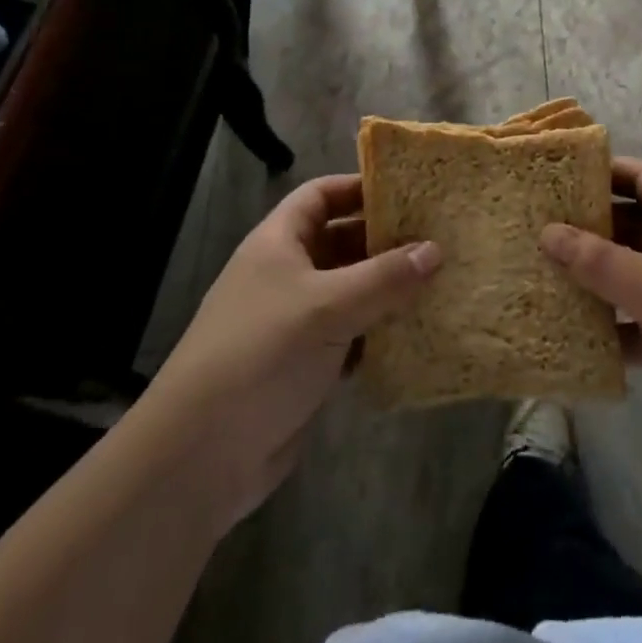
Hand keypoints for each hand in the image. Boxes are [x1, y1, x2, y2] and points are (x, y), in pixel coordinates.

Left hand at [144, 175, 439, 529]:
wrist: (201, 455)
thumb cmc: (262, 354)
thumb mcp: (328, 307)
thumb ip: (384, 278)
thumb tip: (436, 250)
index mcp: (279, 242)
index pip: (321, 195)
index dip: (360, 186)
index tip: (409, 190)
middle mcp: (286, 274)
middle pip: (341, 241)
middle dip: (385, 240)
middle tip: (438, 238)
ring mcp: (294, 321)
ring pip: (350, 291)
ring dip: (387, 289)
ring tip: (440, 282)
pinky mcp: (304, 365)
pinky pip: (351, 335)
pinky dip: (378, 332)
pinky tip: (416, 334)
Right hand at [541, 156, 641, 476]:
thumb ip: (600, 261)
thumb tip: (545, 231)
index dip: (606, 171)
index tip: (559, 172)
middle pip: (629, 226)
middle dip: (586, 226)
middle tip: (534, 223)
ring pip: (624, 275)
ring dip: (589, 277)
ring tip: (536, 269)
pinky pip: (628, 321)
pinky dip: (601, 323)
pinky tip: (561, 325)